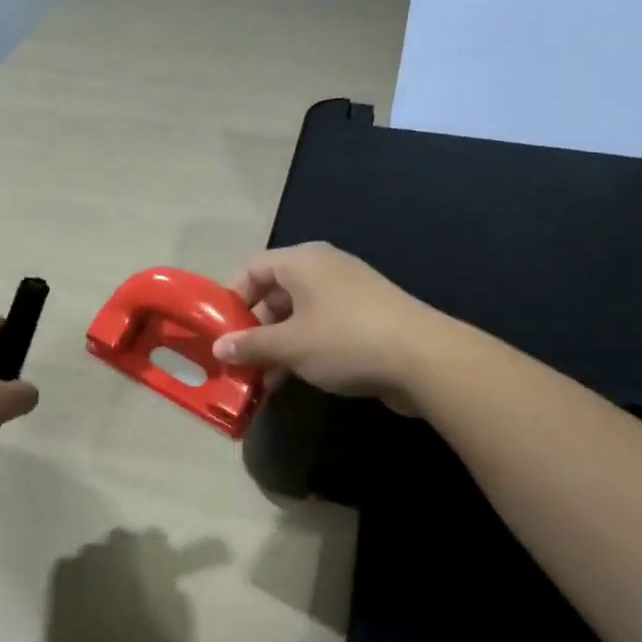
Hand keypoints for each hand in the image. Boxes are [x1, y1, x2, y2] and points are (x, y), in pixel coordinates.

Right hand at [212, 243, 445, 412]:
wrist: (424, 358)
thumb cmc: (346, 340)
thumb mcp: (290, 345)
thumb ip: (251, 345)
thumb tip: (218, 348)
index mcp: (303, 261)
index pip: (253, 268)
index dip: (231, 297)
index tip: (218, 331)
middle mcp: (323, 269)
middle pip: (274, 291)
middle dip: (252, 327)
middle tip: (235, 359)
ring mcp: (346, 293)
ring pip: (297, 314)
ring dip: (275, 343)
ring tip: (257, 377)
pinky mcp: (364, 318)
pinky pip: (320, 327)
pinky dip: (301, 348)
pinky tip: (288, 379)